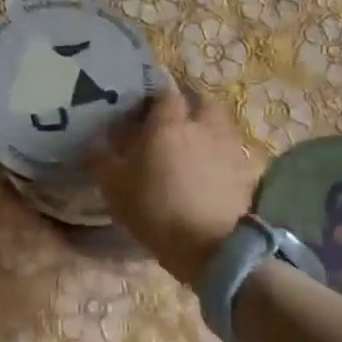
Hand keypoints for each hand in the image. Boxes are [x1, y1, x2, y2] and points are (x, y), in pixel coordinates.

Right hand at [87, 78, 262, 284]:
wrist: (210, 247)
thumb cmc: (155, 209)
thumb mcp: (114, 187)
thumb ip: (101, 159)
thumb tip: (93, 142)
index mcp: (169, 124)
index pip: (166, 94)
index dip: (156, 98)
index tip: (146, 110)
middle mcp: (203, 126)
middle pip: (203, 101)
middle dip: (191, 106)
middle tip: (176, 123)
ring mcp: (230, 147)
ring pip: (222, 124)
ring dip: (210, 128)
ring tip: (197, 147)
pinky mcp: (248, 172)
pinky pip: (237, 152)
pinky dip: (226, 155)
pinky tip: (216, 171)